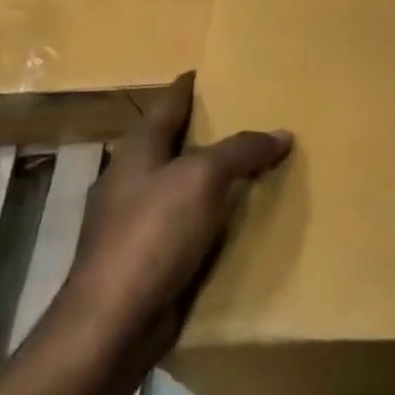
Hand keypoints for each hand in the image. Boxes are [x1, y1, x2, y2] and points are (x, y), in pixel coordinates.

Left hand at [56, 72, 290, 371]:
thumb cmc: (153, 233)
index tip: (217, 71)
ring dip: (215, 175)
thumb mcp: (204, 177)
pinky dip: (213, 213)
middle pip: (176, 142)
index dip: (191, 85)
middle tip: (254, 115)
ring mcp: (136, 220)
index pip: (169, 103)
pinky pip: (189, 222)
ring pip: (184, 184)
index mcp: (138, 149)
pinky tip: (240, 216)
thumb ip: (243, 149)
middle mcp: (133, 178)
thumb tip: (281, 134)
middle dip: (210, 130)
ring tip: (257, 163)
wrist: (113, 323)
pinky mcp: (148, 257)